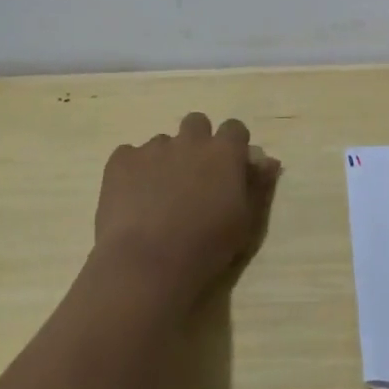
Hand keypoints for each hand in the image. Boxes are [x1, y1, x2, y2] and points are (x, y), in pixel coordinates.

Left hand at [93, 113, 281, 300]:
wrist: (147, 265)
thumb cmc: (206, 247)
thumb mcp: (246, 221)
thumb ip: (258, 185)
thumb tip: (267, 161)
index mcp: (224, 151)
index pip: (235, 128)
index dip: (232, 145)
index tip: (228, 168)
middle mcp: (191, 140)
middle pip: (197, 123)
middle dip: (197, 142)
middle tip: (192, 176)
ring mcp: (153, 148)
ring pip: (162, 142)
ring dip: (165, 159)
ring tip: (157, 195)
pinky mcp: (121, 160)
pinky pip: (129, 155)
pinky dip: (132, 171)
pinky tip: (131, 199)